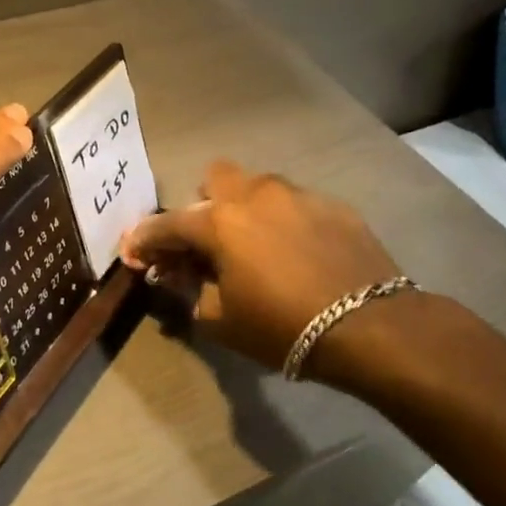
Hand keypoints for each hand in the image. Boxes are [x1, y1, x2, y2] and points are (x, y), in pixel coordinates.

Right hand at [120, 160, 404, 383]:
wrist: (372, 327)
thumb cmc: (283, 327)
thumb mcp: (220, 320)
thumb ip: (190, 289)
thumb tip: (176, 274)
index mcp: (219, 222)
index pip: (166, 224)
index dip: (144, 240)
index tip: (133, 252)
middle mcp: (255, 195)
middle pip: (215, 178)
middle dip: (204, 205)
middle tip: (209, 242)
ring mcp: (298, 195)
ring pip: (259, 187)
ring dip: (246, 210)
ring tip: (257, 247)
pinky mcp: (335, 206)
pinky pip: (296, 204)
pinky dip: (285, 222)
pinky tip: (298, 254)